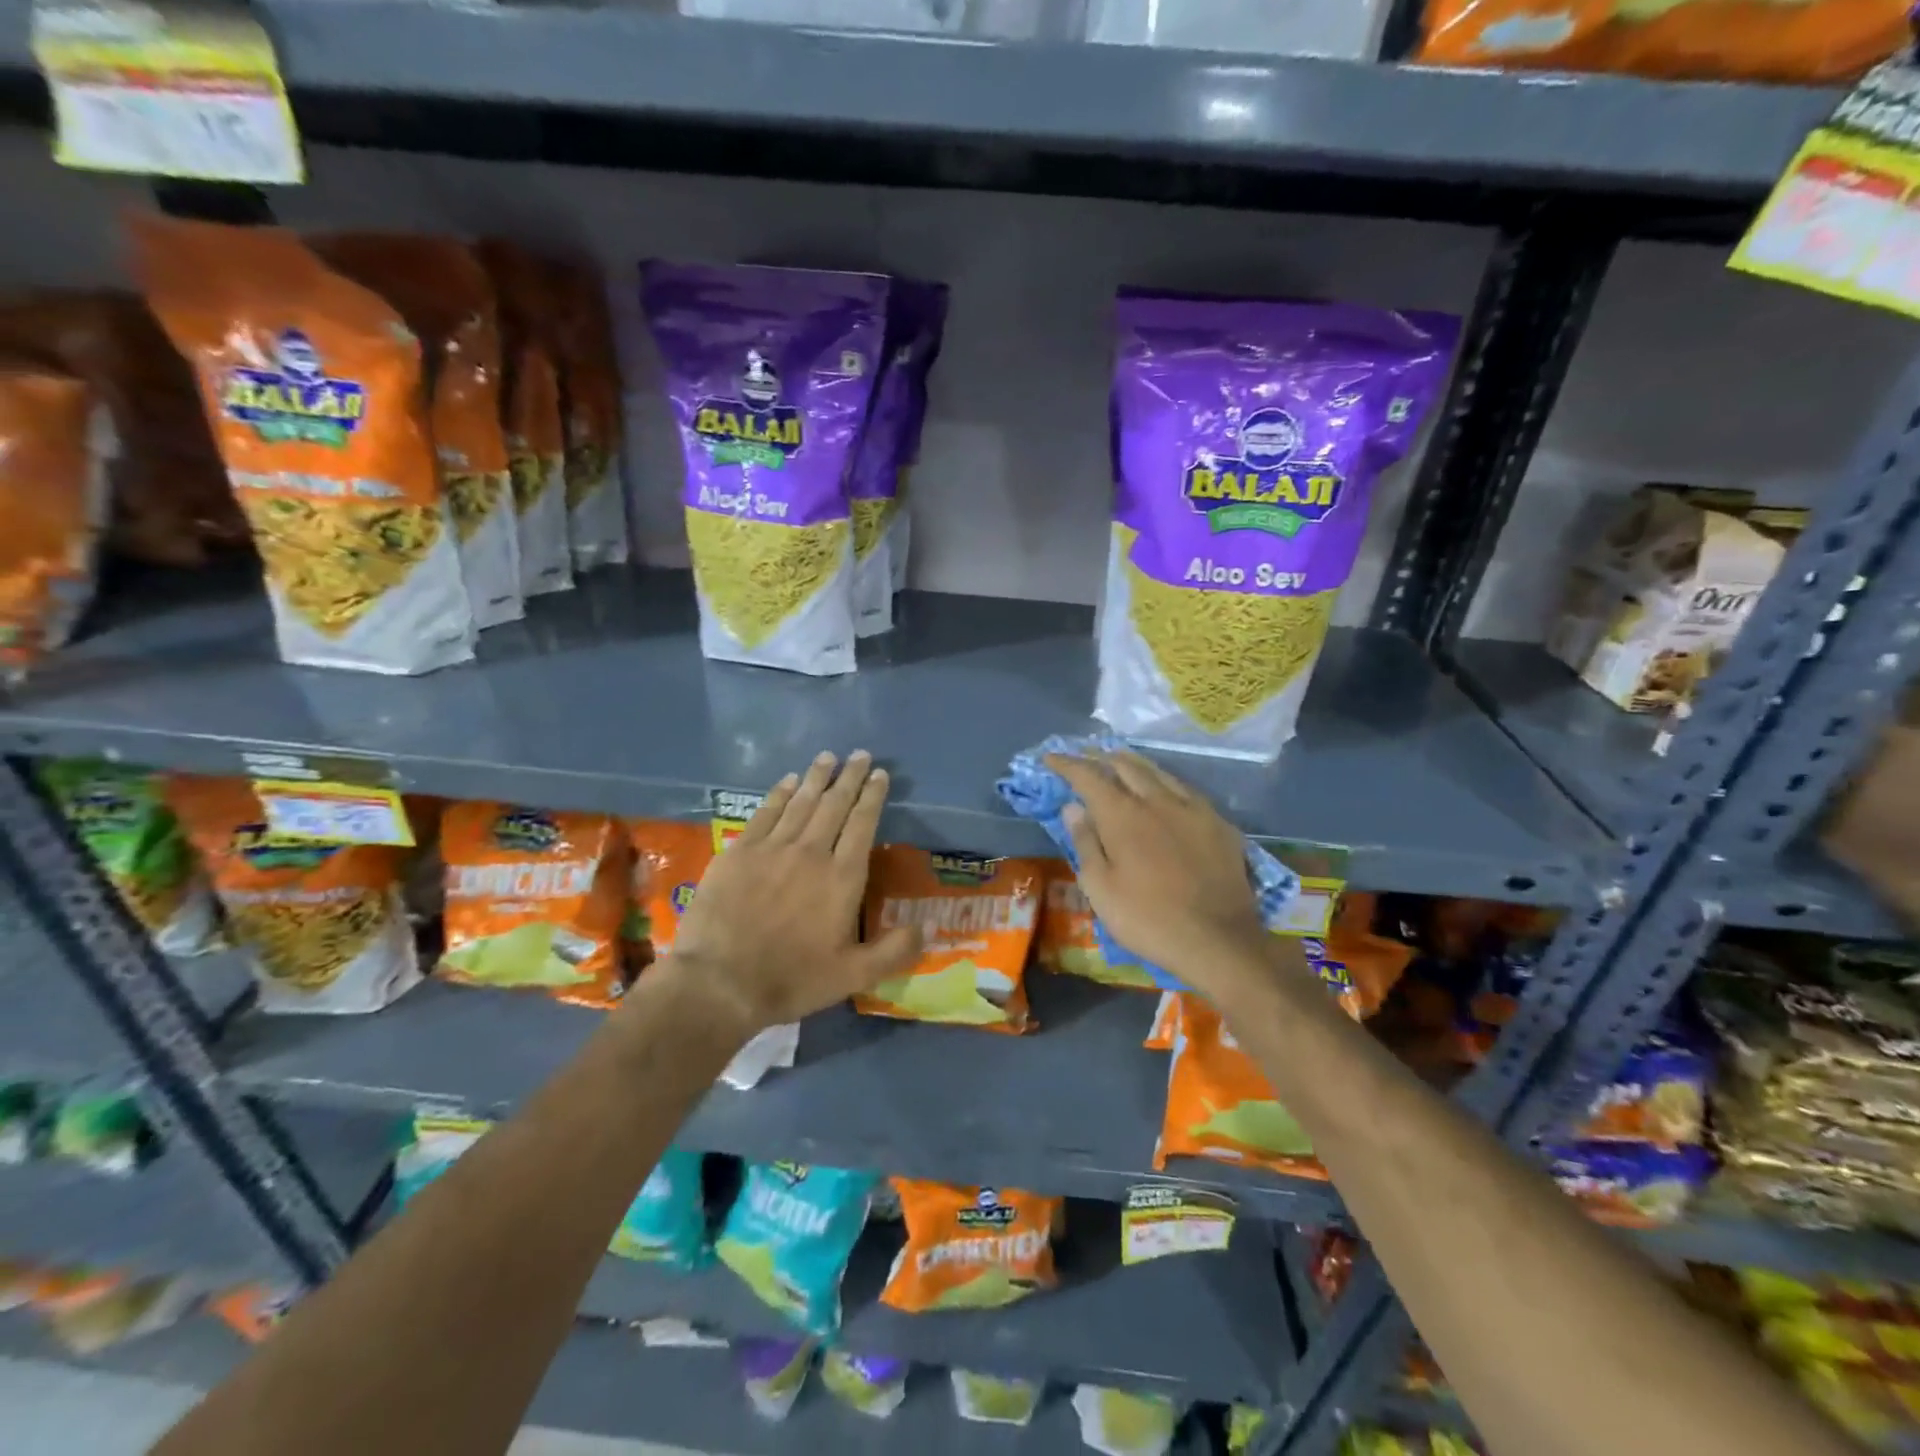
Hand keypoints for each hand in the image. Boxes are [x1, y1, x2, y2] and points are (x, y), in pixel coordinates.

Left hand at [662, 751, 921, 1040]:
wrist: (720, 982)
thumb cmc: (792, 979)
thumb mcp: (853, 976)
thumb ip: (893, 950)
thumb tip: (927, 927)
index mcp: (842, 877)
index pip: (863, 824)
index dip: (873, 797)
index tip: (880, 775)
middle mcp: (811, 852)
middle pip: (835, 804)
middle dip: (850, 777)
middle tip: (860, 754)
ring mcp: (772, 848)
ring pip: (801, 802)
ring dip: (817, 777)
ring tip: (828, 757)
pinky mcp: (740, 852)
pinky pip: (766, 813)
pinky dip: (779, 793)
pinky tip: (788, 781)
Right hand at [1045, 749, 1276, 1001]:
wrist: (1218, 940)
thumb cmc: (1147, 919)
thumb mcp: (1101, 888)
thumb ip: (1086, 842)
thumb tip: (1073, 807)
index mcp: (1122, 814)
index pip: (1088, 776)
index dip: (1067, 764)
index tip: (1051, 757)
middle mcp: (1157, 800)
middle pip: (1125, 765)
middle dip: (1100, 757)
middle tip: (1085, 757)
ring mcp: (1192, 808)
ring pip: (1158, 772)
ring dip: (1133, 763)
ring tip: (1119, 761)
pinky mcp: (1218, 822)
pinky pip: (1185, 789)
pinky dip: (1164, 781)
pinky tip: (1164, 789)